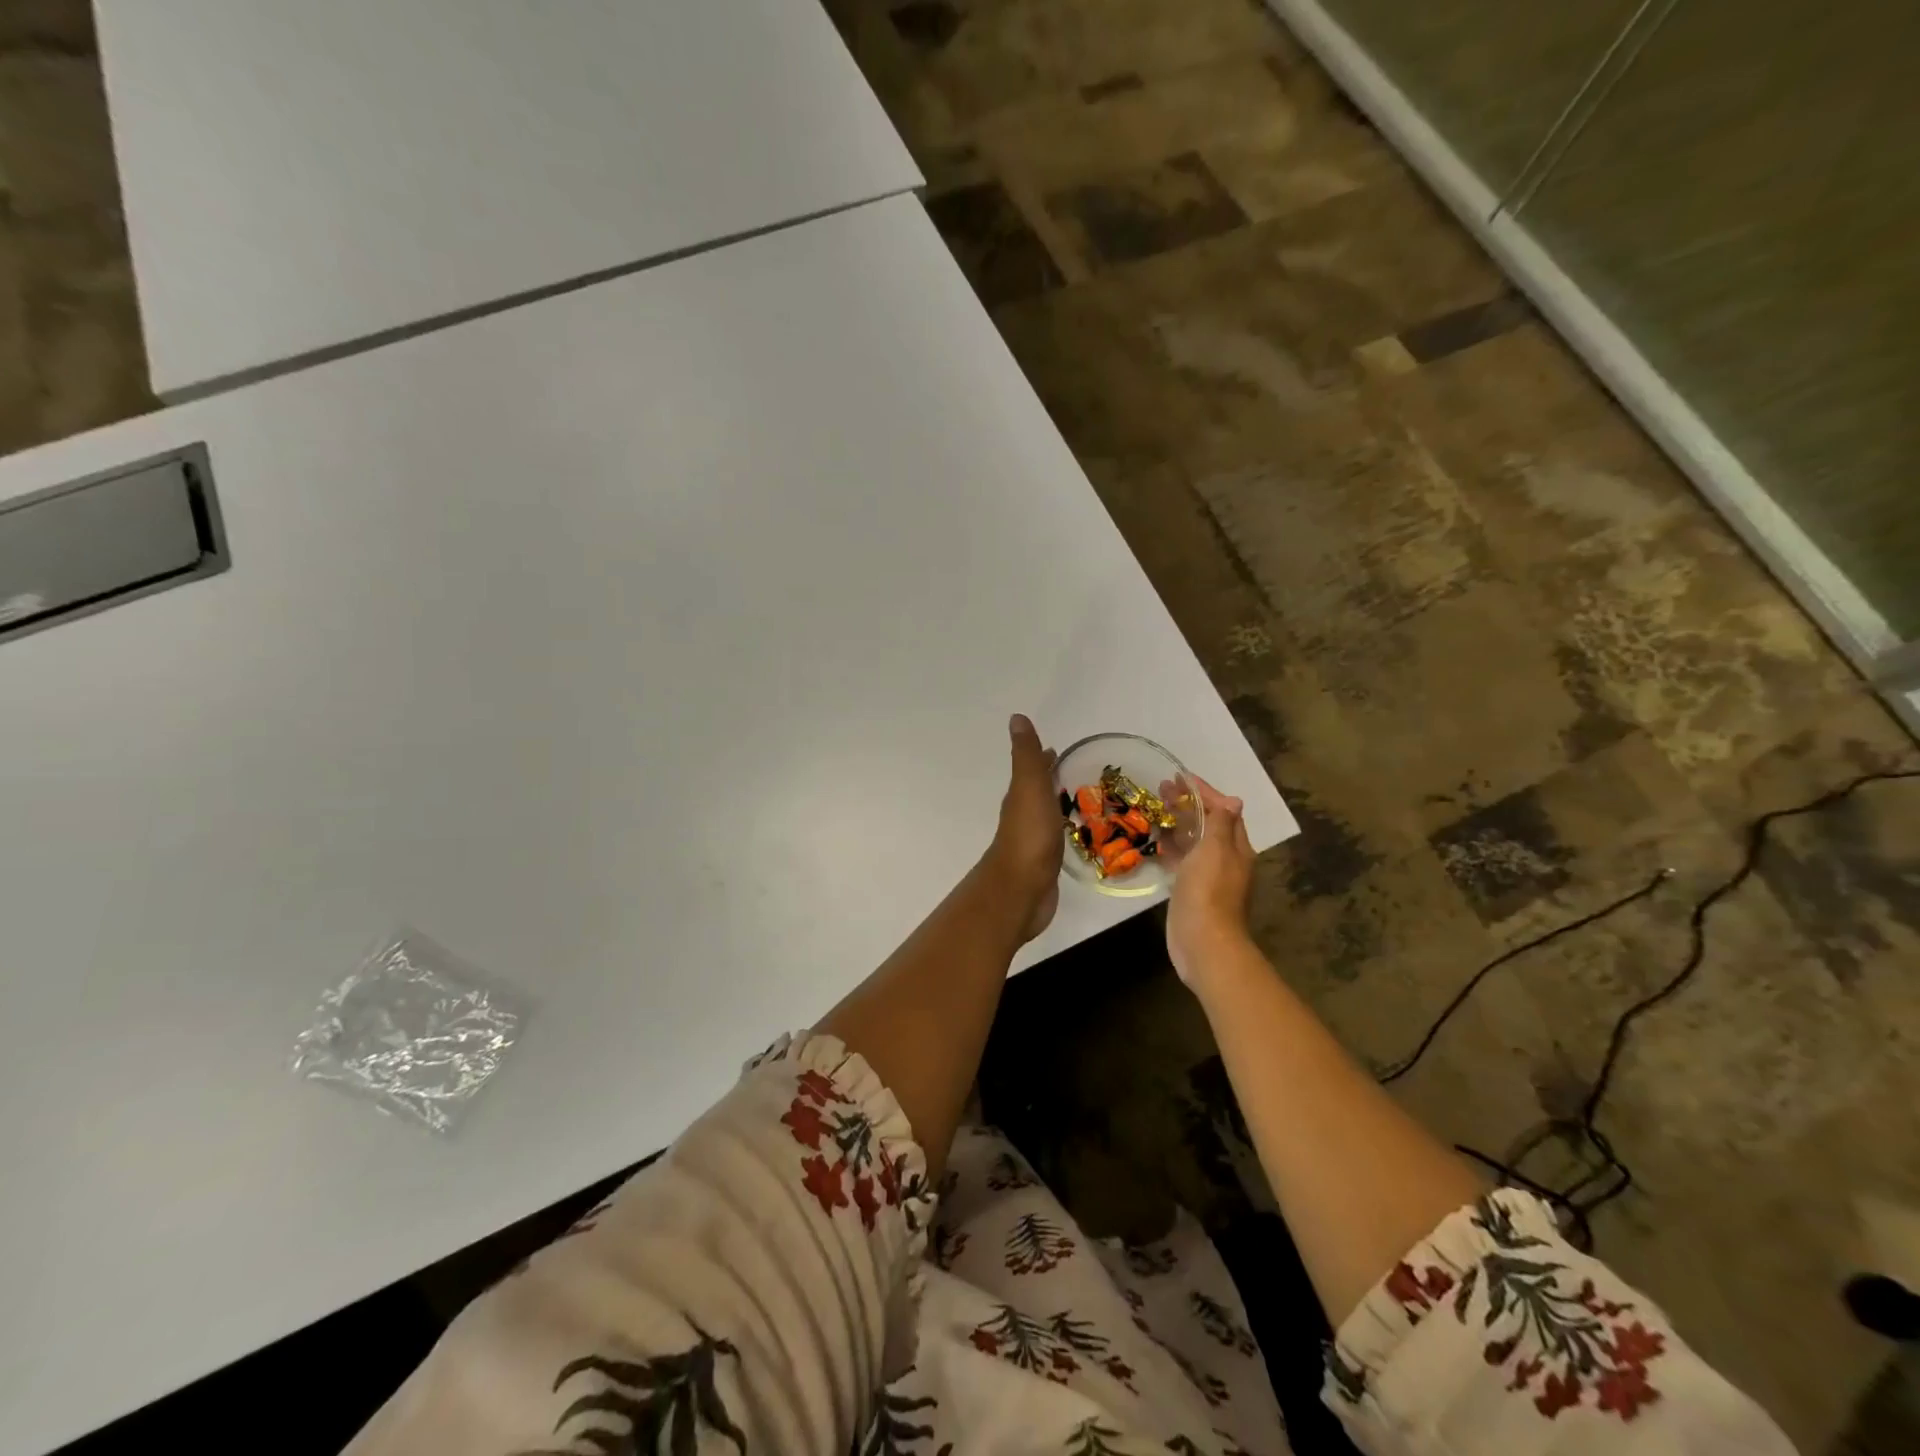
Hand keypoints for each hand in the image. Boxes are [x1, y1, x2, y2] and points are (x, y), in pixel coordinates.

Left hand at [984, 714, 1061, 941]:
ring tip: (1079, 800)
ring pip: (1046, 815)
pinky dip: (1062, 830)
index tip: (1056, 749)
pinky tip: (1074, 835)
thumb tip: (1016, 718)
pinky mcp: (1044, 864)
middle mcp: (1023, 815)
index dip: (1042, 759)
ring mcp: (1033, 841)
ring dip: (1057, 804)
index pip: (1032, 770)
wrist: (1022, 889)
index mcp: (1020, 796)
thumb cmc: (1029, 835)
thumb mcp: (1029, 787)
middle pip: (1038, 792)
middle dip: (1051, 780)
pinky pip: (1055, 839)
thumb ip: (1026, 755)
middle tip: (1073, 771)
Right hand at [1165, 775, 1254, 985]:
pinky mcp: (1191, 890)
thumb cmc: (1209, 891)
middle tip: (1161, 788)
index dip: (1204, 791)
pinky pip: (1182, 860)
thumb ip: (1222, 824)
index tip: (1181, 777)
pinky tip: (1156, 841)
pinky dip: (1171, 847)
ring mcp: (1208, 876)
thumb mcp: (1216, 850)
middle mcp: (1225, 859)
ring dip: (1178, 823)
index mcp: (1236, 847)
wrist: (1203, 942)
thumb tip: (1233, 800)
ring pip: (1193, 841)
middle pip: (1208, 823)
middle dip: (1188, 804)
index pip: (1223, 810)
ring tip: (1155, 808)